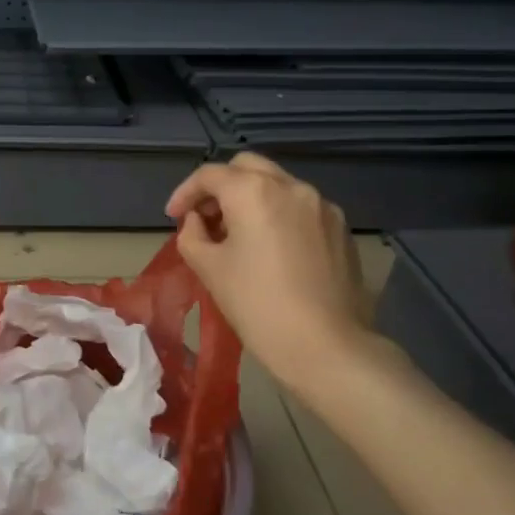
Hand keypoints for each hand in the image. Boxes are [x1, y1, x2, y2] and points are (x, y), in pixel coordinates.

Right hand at [166, 153, 384, 394]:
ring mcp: (321, 206)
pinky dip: (278, 214)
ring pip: (277, 185)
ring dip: (250, 199)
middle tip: (205, 217)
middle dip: (220, 186)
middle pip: (246, 167)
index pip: (209, 175)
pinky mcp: (340, 228)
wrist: (326, 346)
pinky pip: (300, 208)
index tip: (174, 218)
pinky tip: (271, 249)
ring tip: (236, 234)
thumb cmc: (257, 304)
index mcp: (254, 191)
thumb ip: (192, 235)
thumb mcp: (209, 268)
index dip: (185, 193)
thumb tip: (198, 222)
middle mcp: (291, 186)